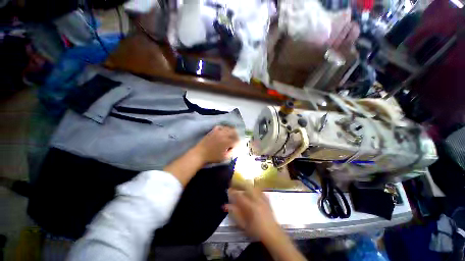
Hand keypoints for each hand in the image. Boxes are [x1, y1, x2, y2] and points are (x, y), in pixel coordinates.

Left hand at [193, 125, 238, 164]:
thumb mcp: (224, 157)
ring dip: (231, 131)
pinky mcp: (213, 131)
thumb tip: (235, 147)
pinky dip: (223, 128)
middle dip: (236, 135)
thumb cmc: (212, 157)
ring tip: (231, 135)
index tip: (238, 144)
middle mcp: (223, 135)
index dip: (238, 142)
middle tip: (236, 139)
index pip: (236, 139)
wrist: (200, 154)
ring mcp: (218, 132)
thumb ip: (232, 152)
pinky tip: (223, 131)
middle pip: (233, 132)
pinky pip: (220, 127)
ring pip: (228, 128)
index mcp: (227, 142)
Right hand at [225, 188, 281, 241]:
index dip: (233, 191)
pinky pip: (259, 190)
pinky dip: (254, 188)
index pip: (239, 195)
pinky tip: (252, 190)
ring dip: (247, 185)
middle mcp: (257, 200)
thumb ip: (235, 213)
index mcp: (251, 206)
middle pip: (248, 186)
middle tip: (234, 183)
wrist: (273, 234)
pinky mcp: (267, 199)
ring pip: (254, 186)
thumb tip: (226, 205)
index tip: (228, 189)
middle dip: (240, 183)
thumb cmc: (257, 231)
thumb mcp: (244, 225)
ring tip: (241, 186)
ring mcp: (263, 198)